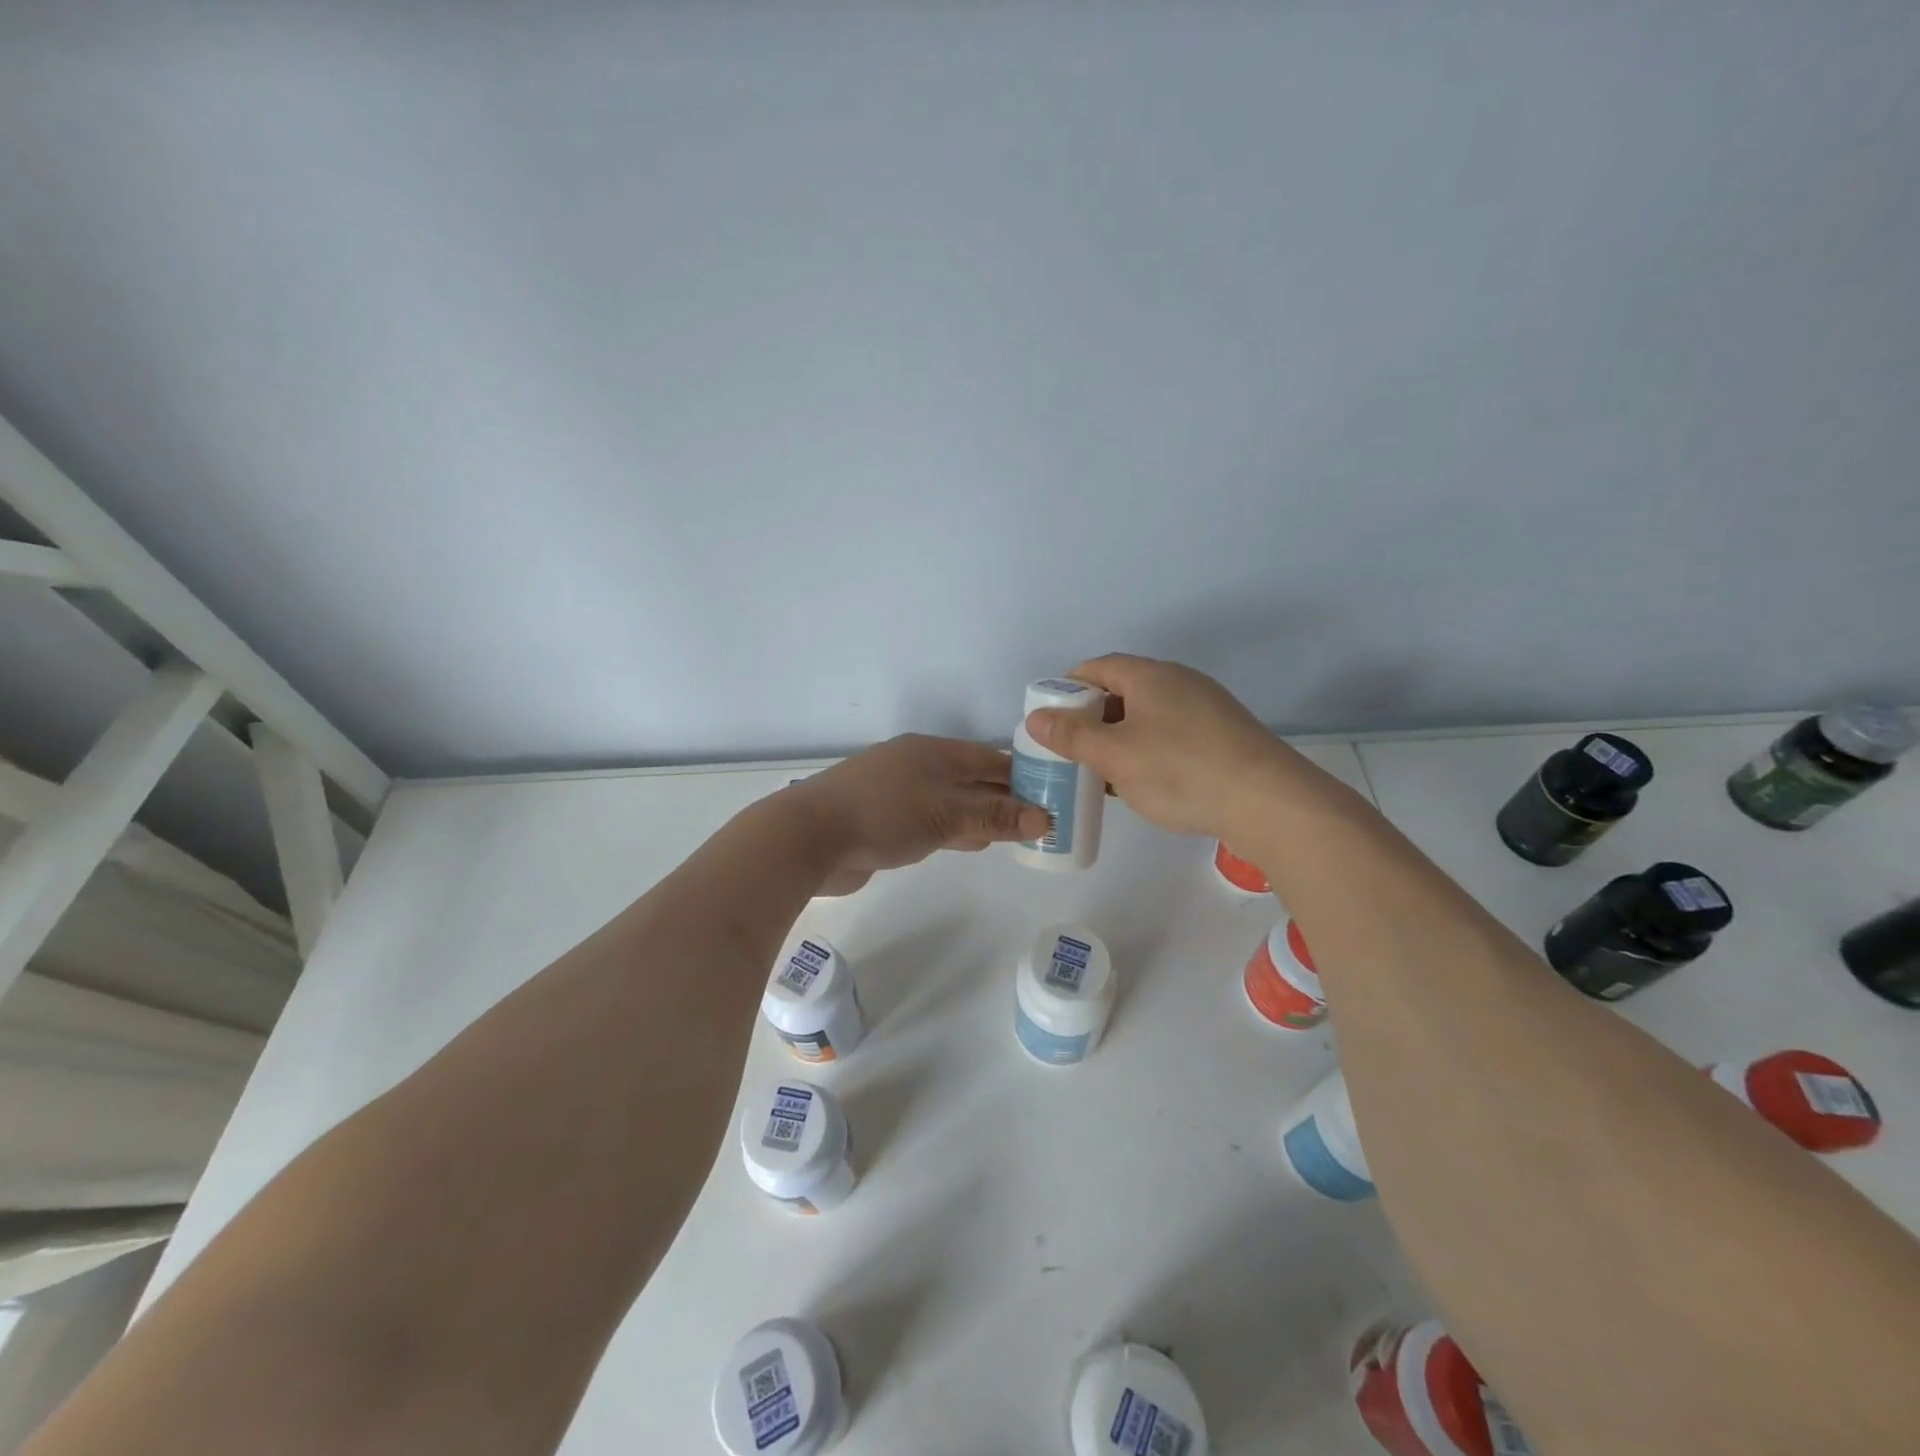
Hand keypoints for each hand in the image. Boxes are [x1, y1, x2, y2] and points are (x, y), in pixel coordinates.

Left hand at [787, 734, 1050, 894]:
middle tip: (1043, 817)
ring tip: (1019, 832)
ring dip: (983, 817)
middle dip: (1005, 797)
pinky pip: (933, 823)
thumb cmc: (883, 814)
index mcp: (932, 752)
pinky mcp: (885, 823)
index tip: (1054, 790)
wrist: (809, 839)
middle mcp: (917, 767)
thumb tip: (1044, 818)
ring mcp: (898, 795)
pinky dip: (957, 831)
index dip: (1022, 774)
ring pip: (953, 803)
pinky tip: (975, 844)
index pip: (989, 759)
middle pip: (972, 780)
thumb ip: (994, 816)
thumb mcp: (946, 813)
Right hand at [1024, 654, 1292, 839]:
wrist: (1268, 802)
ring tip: (1103, 770)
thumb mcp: (1114, 756)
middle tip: (1072, 749)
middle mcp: (1179, 681)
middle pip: (1122, 689)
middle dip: (1092, 717)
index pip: (1096, 667)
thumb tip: (1036, 717)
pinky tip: (1144, 781)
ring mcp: (1206, 708)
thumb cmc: (1180, 771)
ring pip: (1148, 715)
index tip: (1050, 720)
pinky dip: (1149, 749)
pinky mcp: (1223, 735)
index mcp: (1150, 676)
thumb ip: (1071, 736)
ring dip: (1120, 737)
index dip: (1067, 689)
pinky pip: (1172, 733)